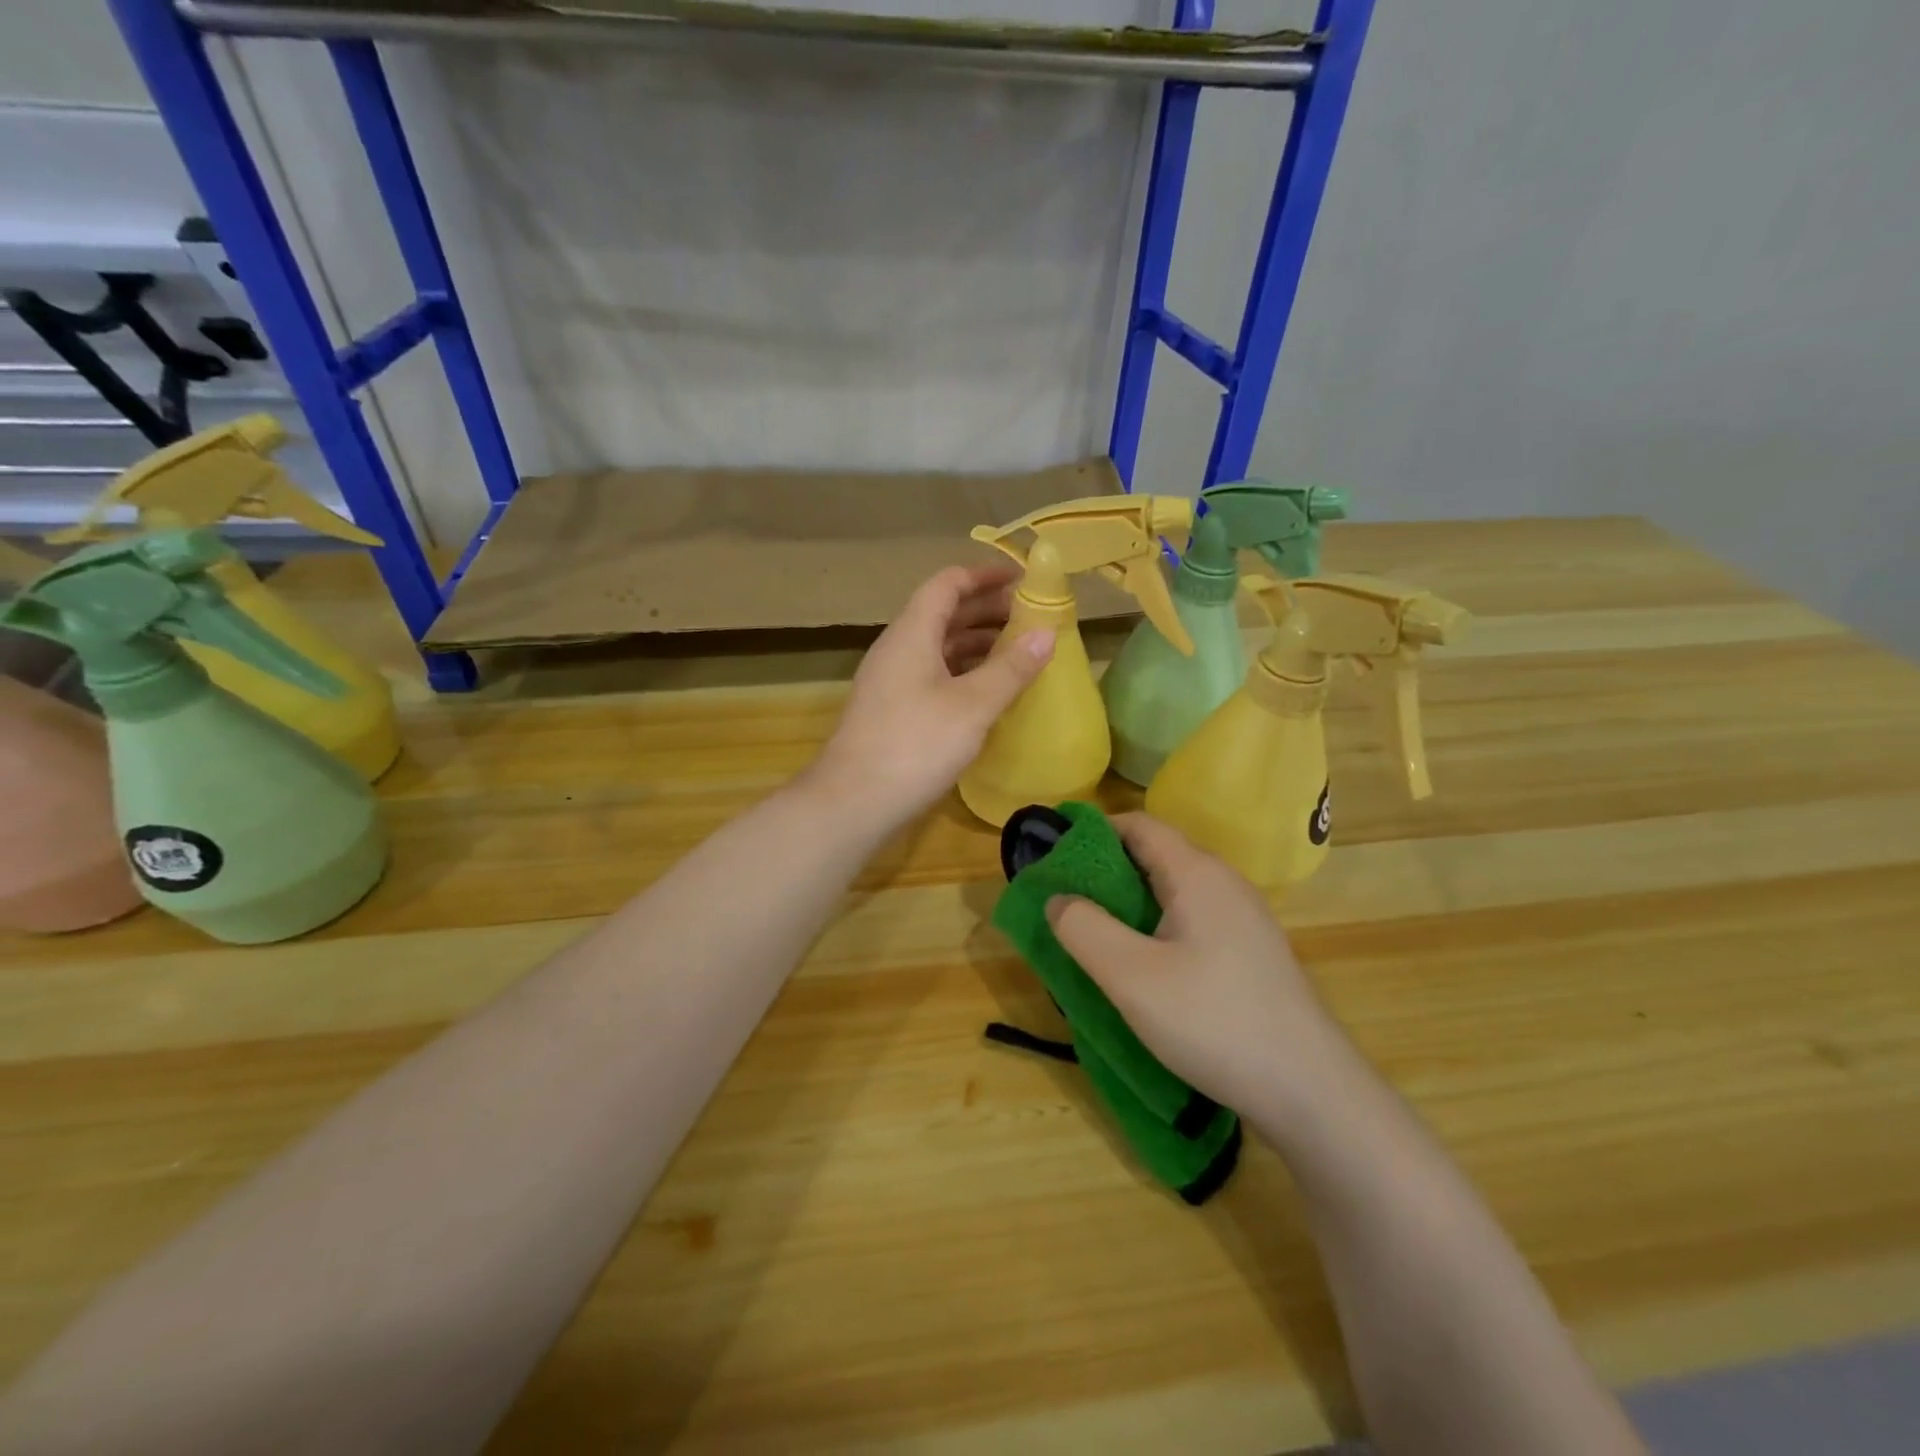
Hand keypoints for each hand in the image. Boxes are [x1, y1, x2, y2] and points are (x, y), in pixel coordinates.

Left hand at [805, 565, 1052, 830]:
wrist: (853, 803)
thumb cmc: (915, 745)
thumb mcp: (972, 705)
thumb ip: (1010, 668)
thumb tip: (1046, 633)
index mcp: (912, 633)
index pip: (947, 584)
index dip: (984, 576)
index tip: (1022, 581)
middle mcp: (898, 649)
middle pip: (943, 614)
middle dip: (987, 612)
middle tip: (1030, 620)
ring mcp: (891, 682)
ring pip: (938, 648)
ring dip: (976, 645)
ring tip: (1018, 654)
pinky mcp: (892, 712)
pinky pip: (933, 676)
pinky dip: (963, 674)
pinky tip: (988, 695)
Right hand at [1046, 813, 1343, 1115]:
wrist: (1311, 1092)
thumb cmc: (1213, 1022)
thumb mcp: (1132, 977)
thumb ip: (1084, 929)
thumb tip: (1058, 898)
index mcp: (1197, 874)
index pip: (1139, 825)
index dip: (1094, 831)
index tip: (1054, 856)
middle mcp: (1225, 883)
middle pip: (1157, 855)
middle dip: (1107, 870)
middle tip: (1067, 902)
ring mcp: (1244, 918)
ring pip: (1175, 891)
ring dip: (1132, 903)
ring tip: (1096, 935)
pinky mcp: (1251, 952)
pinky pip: (1193, 919)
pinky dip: (1158, 926)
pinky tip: (1144, 966)